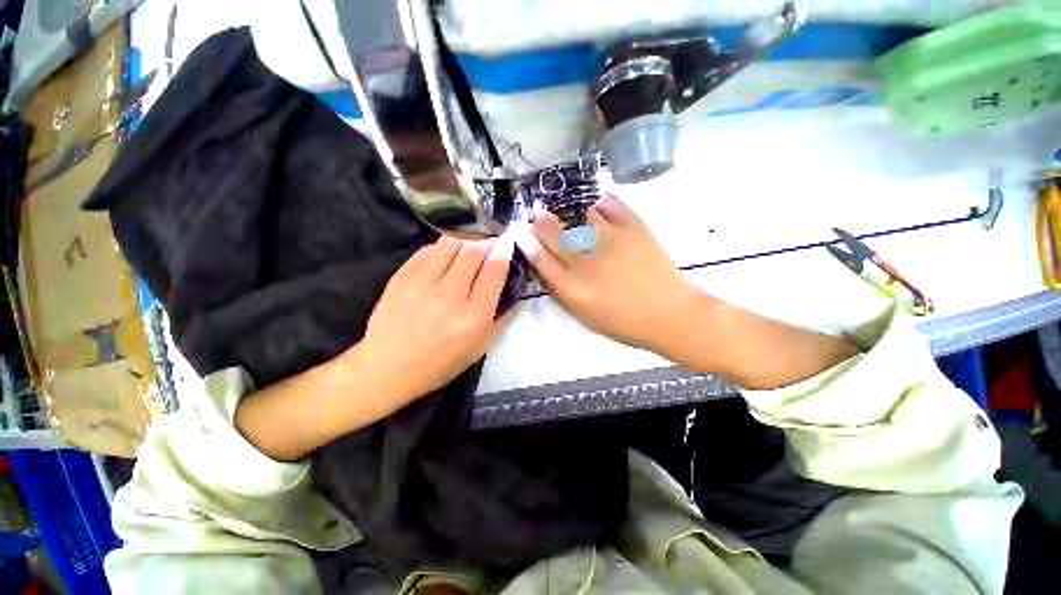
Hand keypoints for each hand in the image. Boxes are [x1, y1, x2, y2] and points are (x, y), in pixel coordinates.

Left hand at [352, 234, 515, 403]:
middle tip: (491, 246)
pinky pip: (428, 250)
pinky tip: (444, 258)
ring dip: (465, 242)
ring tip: (468, 251)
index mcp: (474, 315)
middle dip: (488, 243)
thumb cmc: (440, 362)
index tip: (507, 245)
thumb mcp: (480, 347)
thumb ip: (502, 319)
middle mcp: (451, 294)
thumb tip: (516, 293)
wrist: (388, 367)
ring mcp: (423, 283)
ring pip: (451, 243)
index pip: (494, 269)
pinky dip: (442, 249)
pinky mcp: (402, 277)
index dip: (504, 251)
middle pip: (474, 250)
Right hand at [513, 196, 697, 353]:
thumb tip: (545, 264)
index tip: (522, 233)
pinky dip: (601, 203)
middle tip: (538, 216)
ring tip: (572, 216)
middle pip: (554, 234)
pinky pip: (610, 204)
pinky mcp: (634, 228)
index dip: (528, 243)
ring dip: (569, 213)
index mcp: (572, 287)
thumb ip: (560, 289)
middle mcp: (587, 261)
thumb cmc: (621, 320)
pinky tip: (599, 208)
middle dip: (541, 223)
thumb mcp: (583, 314)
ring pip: (579, 214)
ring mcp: (611, 240)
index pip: (540, 258)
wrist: (667, 314)